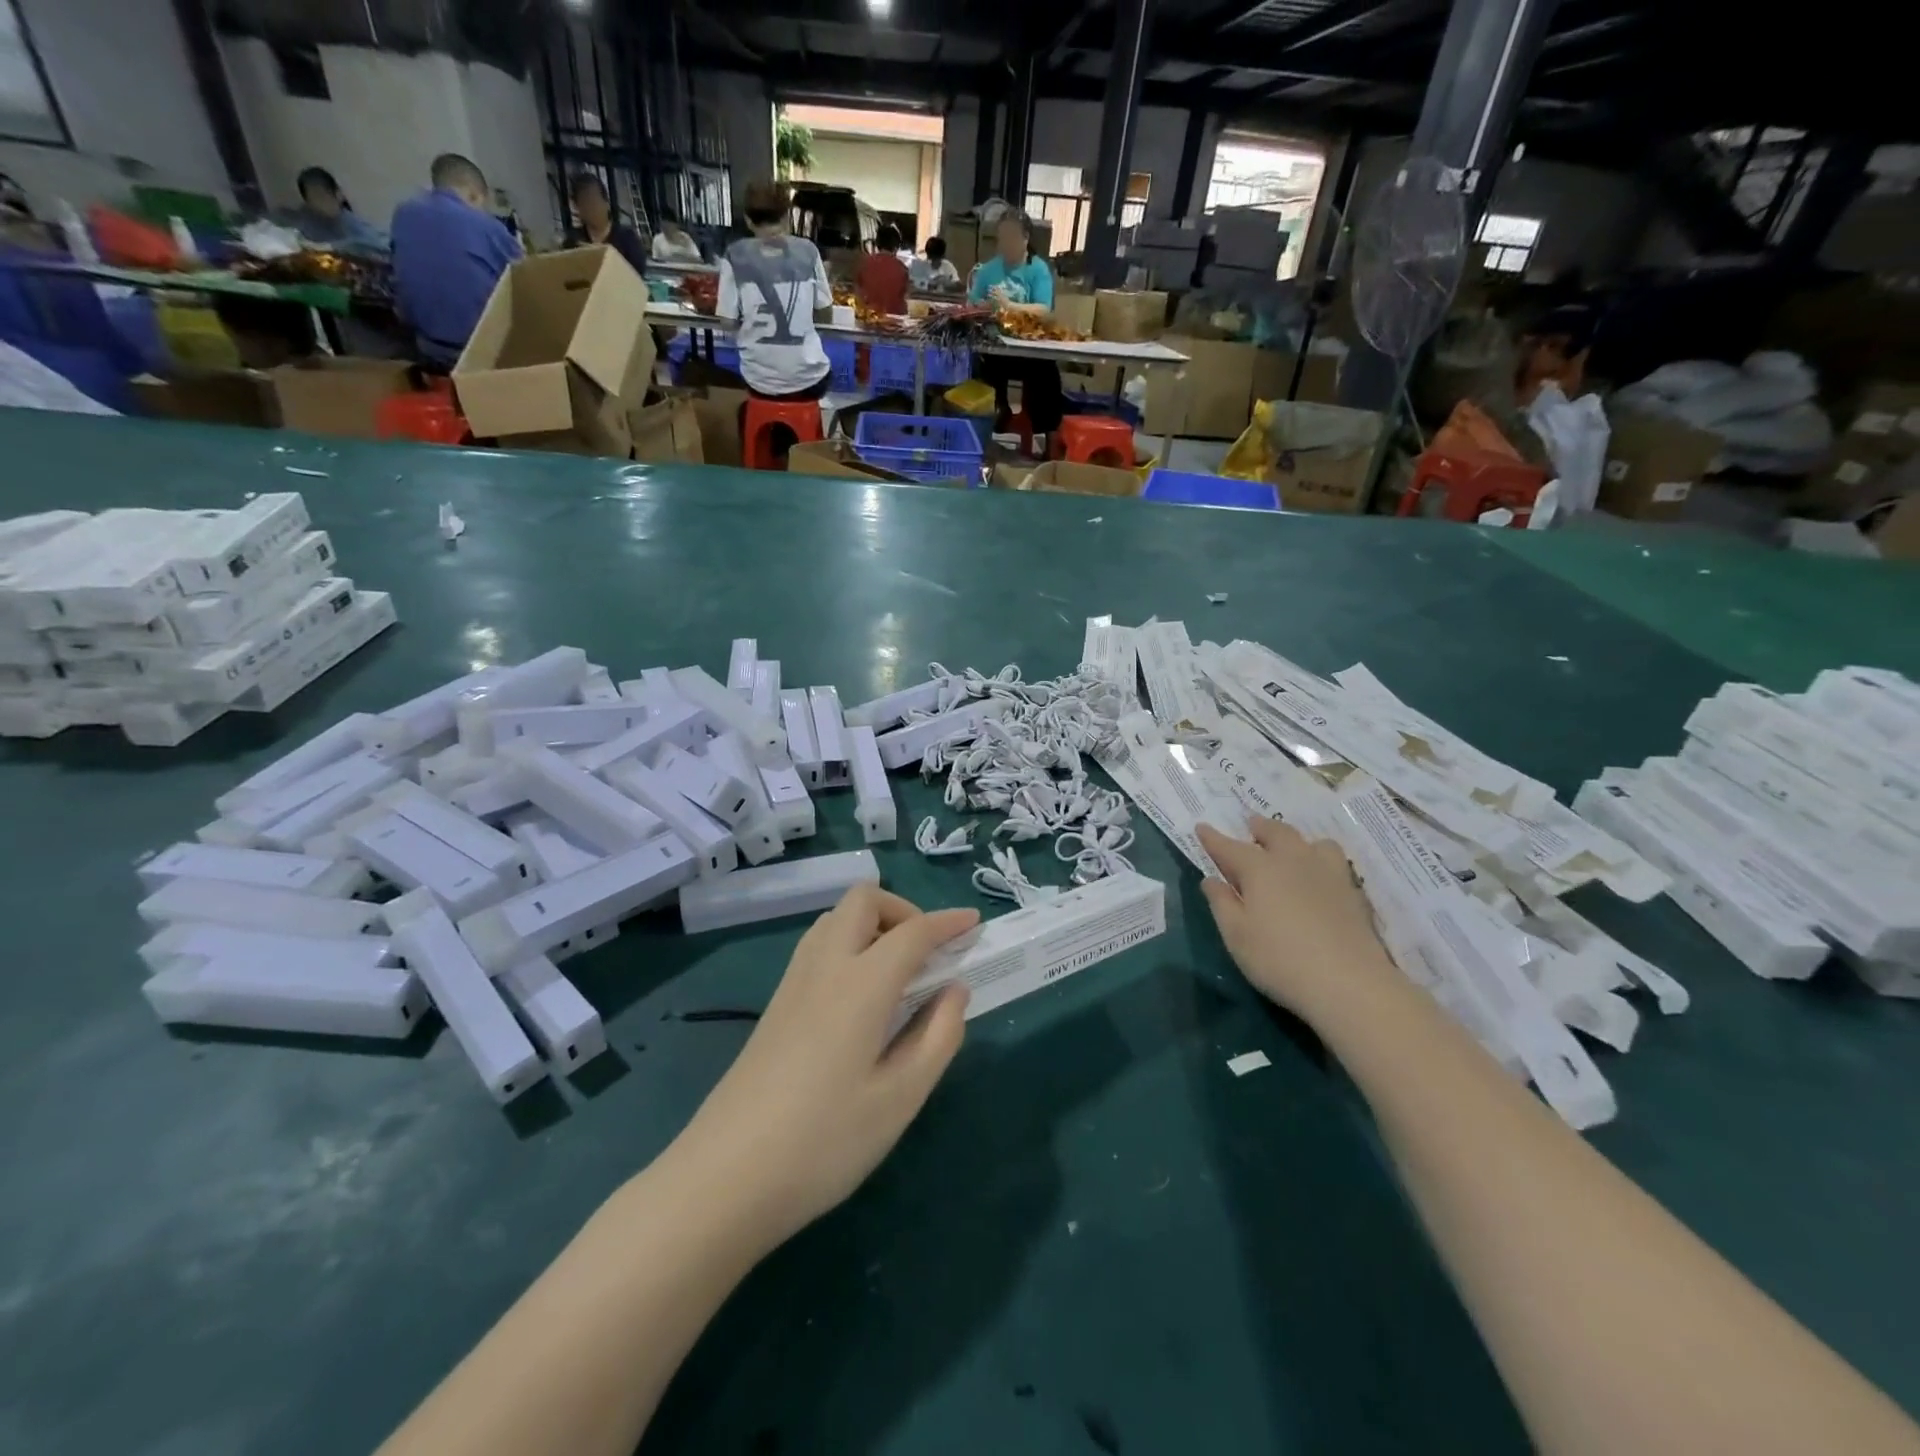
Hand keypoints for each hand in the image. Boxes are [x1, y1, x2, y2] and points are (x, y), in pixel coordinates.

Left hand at [670, 887, 976, 1251]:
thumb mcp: (899, 1099)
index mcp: (861, 984)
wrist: (724, 1178)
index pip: (913, 932)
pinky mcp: (776, 1005)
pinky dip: (849, 944)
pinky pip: (818, 946)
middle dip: (904, 910)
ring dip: (873, 924)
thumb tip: (955, 991)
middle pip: (863, 901)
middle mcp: (825, 967)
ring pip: (835, 919)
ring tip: (898, 972)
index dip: (948, 922)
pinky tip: (861, 997)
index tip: (974, 924)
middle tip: (929, 953)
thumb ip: (937, 1038)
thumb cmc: (824, 1141)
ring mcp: (793, 983)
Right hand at [1197, 819, 1398, 1021]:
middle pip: (1275, 832)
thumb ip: (1221, 903)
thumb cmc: (1279, 959)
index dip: (1212, 837)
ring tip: (1290, 849)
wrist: (1350, 983)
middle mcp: (1293, 860)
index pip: (1229, 846)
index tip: (1201, 827)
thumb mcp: (1236, 935)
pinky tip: (1318, 876)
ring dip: (1295, 840)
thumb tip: (1211, 879)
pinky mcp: (1352, 891)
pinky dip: (1319, 859)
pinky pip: (1333, 861)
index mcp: (1259, 868)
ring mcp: (1327, 873)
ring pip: (1312, 842)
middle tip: (1250, 826)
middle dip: (1259, 827)